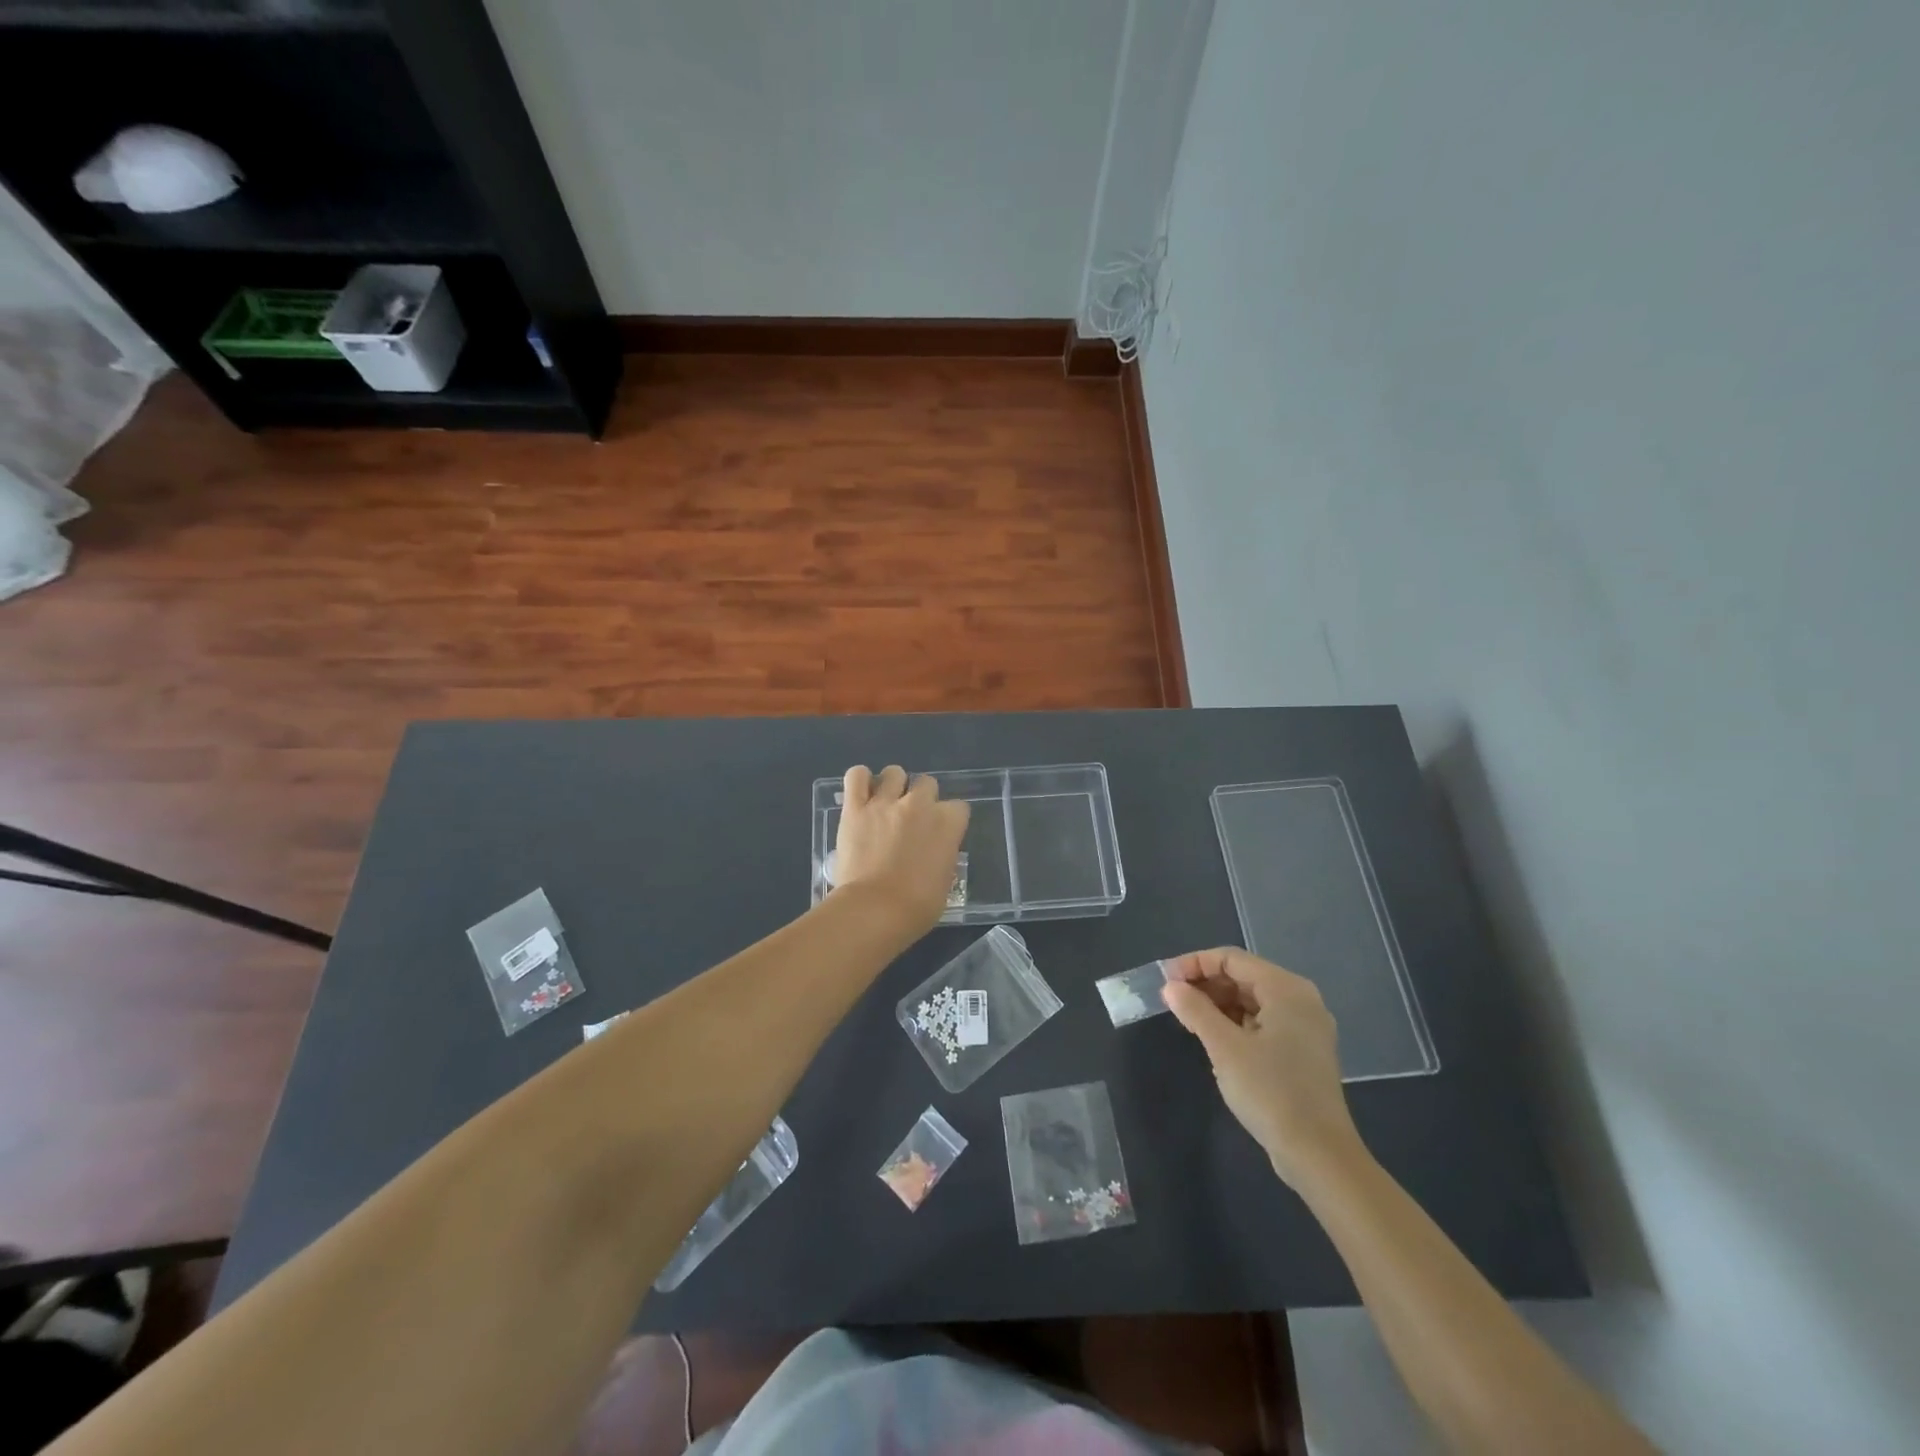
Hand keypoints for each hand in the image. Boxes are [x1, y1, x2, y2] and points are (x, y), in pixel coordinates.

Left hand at [830, 765, 969, 932]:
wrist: (874, 910)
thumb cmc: (916, 907)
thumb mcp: (944, 882)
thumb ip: (942, 857)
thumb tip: (935, 854)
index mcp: (947, 823)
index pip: (959, 807)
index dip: (949, 821)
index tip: (941, 835)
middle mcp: (919, 804)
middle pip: (927, 783)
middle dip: (922, 798)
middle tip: (911, 820)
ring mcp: (885, 802)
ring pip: (894, 773)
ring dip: (893, 785)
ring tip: (886, 804)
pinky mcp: (855, 808)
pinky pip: (857, 776)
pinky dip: (860, 780)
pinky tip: (862, 794)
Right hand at [1162, 948, 1363, 1188]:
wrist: (1318, 1155)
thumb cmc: (1270, 1092)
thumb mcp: (1225, 1048)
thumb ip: (1195, 1011)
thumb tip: (1170, 987)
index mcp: (1286, 989)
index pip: (1232, 959)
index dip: (1195, 964)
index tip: (1165, 980)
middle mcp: (1300, 999)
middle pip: (1243, 976)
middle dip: (1206, 983)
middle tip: (1172, 999)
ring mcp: (1304, 1027)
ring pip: (1252, 1000)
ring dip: (1218, 1004)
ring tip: (1186, 1018)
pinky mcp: (1302, 1051)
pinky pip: (1262, 1021)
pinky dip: (1235, 1022)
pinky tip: (1213, 1037)